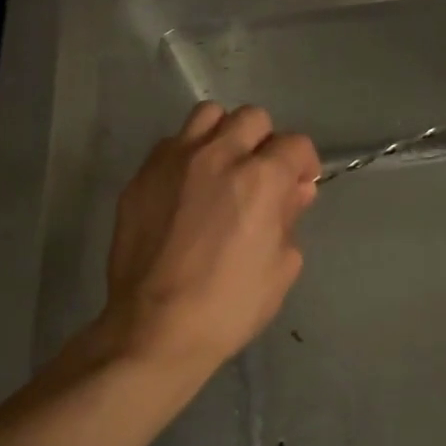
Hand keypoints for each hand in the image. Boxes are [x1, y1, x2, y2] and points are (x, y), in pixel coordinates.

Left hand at [104, 101, 319, 373]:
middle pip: (252, 117)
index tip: (300, 185)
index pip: (295, 144)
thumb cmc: (230, 305)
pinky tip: (187, 188)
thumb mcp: (282, 266)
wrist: (155, 329)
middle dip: (265, 142)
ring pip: (208, 115)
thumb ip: (291, 217)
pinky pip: (171, 144)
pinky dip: (187, 155)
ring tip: (222, 168)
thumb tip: (295, 190)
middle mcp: (218, 155)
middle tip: (261, 175)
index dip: (304, 163)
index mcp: (261, 178)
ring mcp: (174, 161)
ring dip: (224, 135)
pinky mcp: (141, 177)